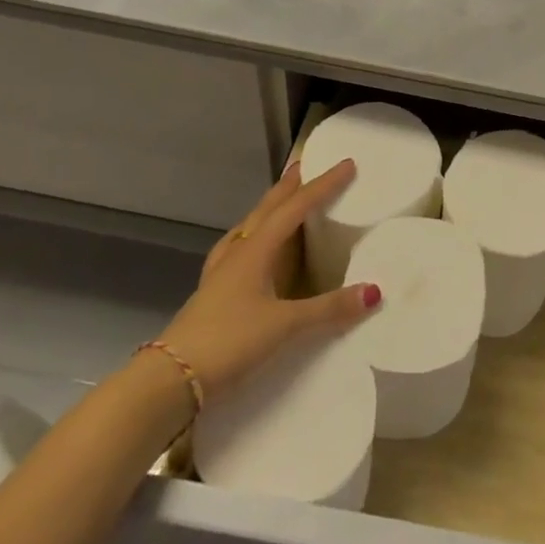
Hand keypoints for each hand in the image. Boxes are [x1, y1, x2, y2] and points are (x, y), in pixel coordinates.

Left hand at [152, 157, 381, 392]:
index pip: (296, 208)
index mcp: (257, 250)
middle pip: (267, 209)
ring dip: (268, 209)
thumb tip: (374, 291)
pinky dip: (251, 238)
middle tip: (304, 166)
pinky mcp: (212, 293)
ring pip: (249, 227)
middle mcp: (238, 253)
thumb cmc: (230, 341)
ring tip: (280, 202)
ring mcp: (221, 273)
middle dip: (288, 187)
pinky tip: (248, 249)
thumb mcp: (285, 325)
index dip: (323, 185)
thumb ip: (329, 308)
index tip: (346, 164)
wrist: (170, 379)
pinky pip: (236, 250)